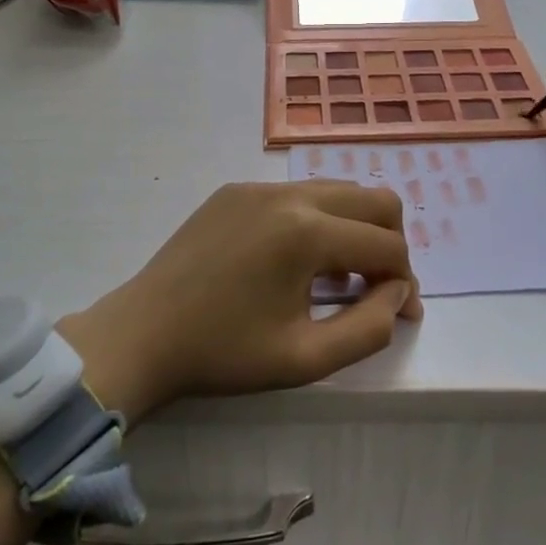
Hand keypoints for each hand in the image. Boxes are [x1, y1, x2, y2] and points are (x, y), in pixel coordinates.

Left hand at [59, 180, 422, 424]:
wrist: (141, 334)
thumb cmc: (224, 354)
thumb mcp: (305, 358)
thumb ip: (369, 328)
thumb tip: (397, 293)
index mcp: (307, 233)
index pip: (387, 244)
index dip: (405, 280)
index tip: (401, 313)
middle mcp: (289, 194)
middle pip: (375, 198)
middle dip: (390, 241)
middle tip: (378, 285)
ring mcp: (259, 186)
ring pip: (337, 190)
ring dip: (354, 228)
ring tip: (338, 277)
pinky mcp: (236, 189)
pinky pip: (297, 194)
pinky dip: (317, 221)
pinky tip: (294, 262)